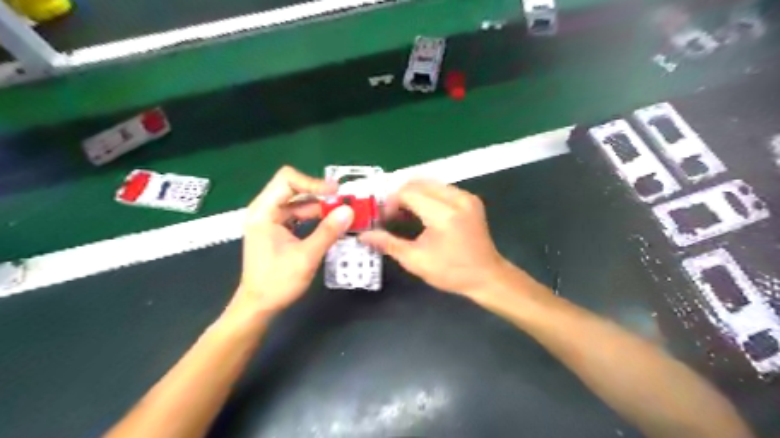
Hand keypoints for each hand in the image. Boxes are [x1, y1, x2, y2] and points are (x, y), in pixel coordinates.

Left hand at [230, 166, 352, 316]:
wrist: (259, 306)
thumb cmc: (277, 282)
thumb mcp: (306, 256)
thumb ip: (328, 231)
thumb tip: (349, 211)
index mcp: (263, 212)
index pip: (287, 180)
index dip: (313, 182)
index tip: (336, 193)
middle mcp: (264, 211)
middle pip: (293, 189)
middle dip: (319, 194)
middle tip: (344, 203)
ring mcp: (270, 220)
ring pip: (298, 202)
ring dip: (320, 206)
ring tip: (342, 213)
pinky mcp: (277, 230)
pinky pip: (298, 215)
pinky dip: (315, 217)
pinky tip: (331, 223)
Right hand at [361, 180, 508, 298]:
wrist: (487, 276)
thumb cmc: (451, 272)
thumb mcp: (416, 260)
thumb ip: (388, 243)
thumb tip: (364, 236)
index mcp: (443, 213)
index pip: (408, 193)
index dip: (390, 203)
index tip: (383, 219)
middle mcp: (456, 198)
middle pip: (418, 183)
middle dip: (400, 196)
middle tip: (391, 215)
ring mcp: (466, 196)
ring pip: (430, 183)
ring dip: (413, 194)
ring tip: (404, 214)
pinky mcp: (470, 199)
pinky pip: (442, 188)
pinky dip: (427, 195)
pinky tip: (422, 212)